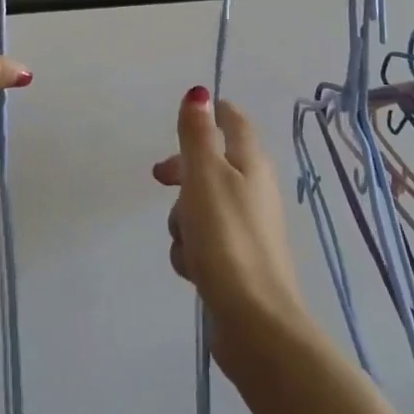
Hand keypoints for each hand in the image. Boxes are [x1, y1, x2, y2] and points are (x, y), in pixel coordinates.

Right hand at [154, 88, 307, 368]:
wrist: (254, 321)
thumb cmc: (227, 238)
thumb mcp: (205, 176)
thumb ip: (198, 134)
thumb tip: (199, 92)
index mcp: (251, 164)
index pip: (235, 123)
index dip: (211, 114)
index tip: (186, 117)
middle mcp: (254, 191)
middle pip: (211, 165)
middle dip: (182, 174)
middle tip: (160, 179)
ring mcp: (246, 229)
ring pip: (200, 207)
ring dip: (183, 220)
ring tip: (186, 241)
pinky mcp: (236, 263)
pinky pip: (203, 242)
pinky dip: (192, 251)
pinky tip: (192, 269)